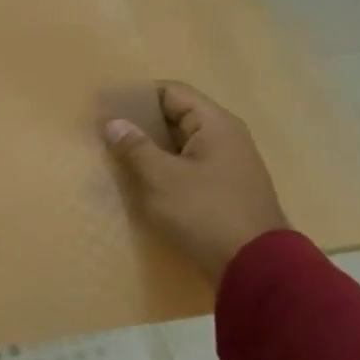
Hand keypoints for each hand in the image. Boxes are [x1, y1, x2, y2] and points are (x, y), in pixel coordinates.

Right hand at [102, 81, 289, 283]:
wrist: (255, 267)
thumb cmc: (206, 212)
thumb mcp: (162, 177)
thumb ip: (135, 147)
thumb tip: (113, 122)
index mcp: (215, 125)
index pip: (172, 92)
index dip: (138, 95)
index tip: (106, 106)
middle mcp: (225, 138)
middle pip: (176, 117)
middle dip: (140, 123)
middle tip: (104, 132)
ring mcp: (226, 166)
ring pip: (179, 145)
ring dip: (149, 148)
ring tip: (115, 155)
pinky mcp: (221, 190)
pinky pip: (186, 167)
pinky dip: (162, 168)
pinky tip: (139, 180)